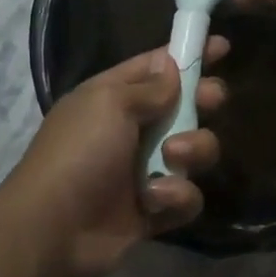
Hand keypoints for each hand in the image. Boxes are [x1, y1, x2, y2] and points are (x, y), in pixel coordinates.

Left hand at [3, 43, 226, 276]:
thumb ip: (149, 87)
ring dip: (193, 150)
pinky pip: (187, 196)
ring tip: (173, 157)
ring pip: (195, 151)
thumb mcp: (109, 104)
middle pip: (185, 106)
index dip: (189, 54)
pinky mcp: (156, 209)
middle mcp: (133, 130)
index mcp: (114, 98)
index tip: (222, 46)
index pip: (157, 67)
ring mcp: (146, 171)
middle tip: (210, 100)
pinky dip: (177, 196)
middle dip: (203, 101)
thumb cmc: (79, 153)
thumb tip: (172, 67)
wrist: (54, 230)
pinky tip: (155, 200)